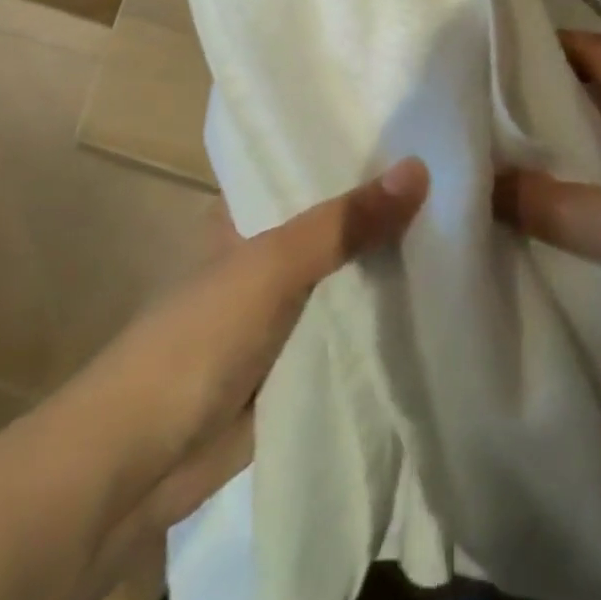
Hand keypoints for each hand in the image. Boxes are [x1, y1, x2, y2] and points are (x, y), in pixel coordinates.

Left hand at [59, 158, 428, 552]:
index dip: (361, 154)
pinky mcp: (296, 363)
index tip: (423, 134)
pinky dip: (383, 318)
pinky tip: (438, 298)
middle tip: (458, 183)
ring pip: (347, 277)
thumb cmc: (196, 340)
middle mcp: (265, 257)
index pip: (310, 170)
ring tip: (464, 230)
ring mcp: (281, 313)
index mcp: (245, 217)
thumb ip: (346, 222)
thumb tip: (421, 167)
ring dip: (390, 264)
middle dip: (387, 211)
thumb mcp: (274, 266)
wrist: (136, 466)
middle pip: (337, 224)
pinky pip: (349, 330)